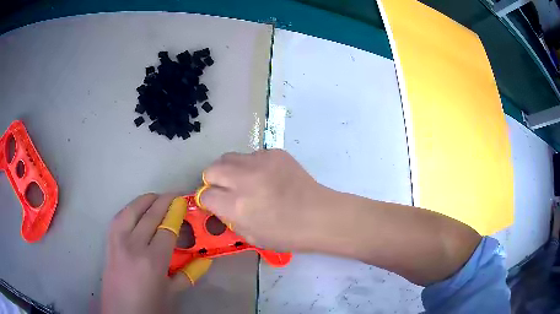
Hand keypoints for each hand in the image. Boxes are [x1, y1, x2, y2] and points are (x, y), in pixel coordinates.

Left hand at [101, 193, 210, 313]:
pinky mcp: (108, 241)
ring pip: (132, 210)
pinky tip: (137, 210)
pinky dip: (130, 208)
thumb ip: (189, 273)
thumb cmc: (150, 306)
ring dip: (145, 200)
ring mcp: (118, 241)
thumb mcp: (172, 292)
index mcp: (153, 260)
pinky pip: (120, 217)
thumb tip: (206, 259)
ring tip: (156, 198)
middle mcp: (134, 245)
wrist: (121, 312)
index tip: (184, 202)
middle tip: (175, 195)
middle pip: (150, 214)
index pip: (167, 228)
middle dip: (164, 201)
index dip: (176, 213)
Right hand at [201, 149, 331, 250]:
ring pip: (229, 157)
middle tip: (227, 190)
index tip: (216, 203)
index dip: (209, 200)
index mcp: (236, 205)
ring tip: (246, 181)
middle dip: (214, 181)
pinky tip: (267, 176)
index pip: (205, 194)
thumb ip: (230, 219)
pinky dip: (253, 165)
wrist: (320, 215)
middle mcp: (244, 179)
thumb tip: (220, 205)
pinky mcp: (275, 153)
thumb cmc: (287, 234)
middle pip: (211, 169)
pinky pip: (252, 155)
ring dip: (231, 170)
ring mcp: (260, 162)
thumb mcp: (251, 237)